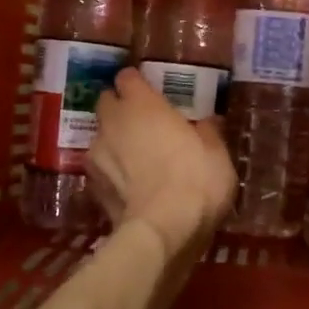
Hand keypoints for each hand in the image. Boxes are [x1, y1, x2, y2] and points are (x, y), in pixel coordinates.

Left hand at [89, 69, 236, 250]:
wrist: (163, 231)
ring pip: (100, 137)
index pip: (127, 77)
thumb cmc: (196, 180)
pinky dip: (111, 171)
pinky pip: (100, 168)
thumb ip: (208, 131)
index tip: (152, 92)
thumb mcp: (216, 152)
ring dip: (114, 141)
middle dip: (120, 108)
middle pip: (107, 103)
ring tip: (136, 158)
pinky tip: (129, 185)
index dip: (137, 83)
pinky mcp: (92, 186)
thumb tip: (208, 121)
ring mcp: (96, 155)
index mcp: (142, 104)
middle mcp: (112, 122)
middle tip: (143, 123)